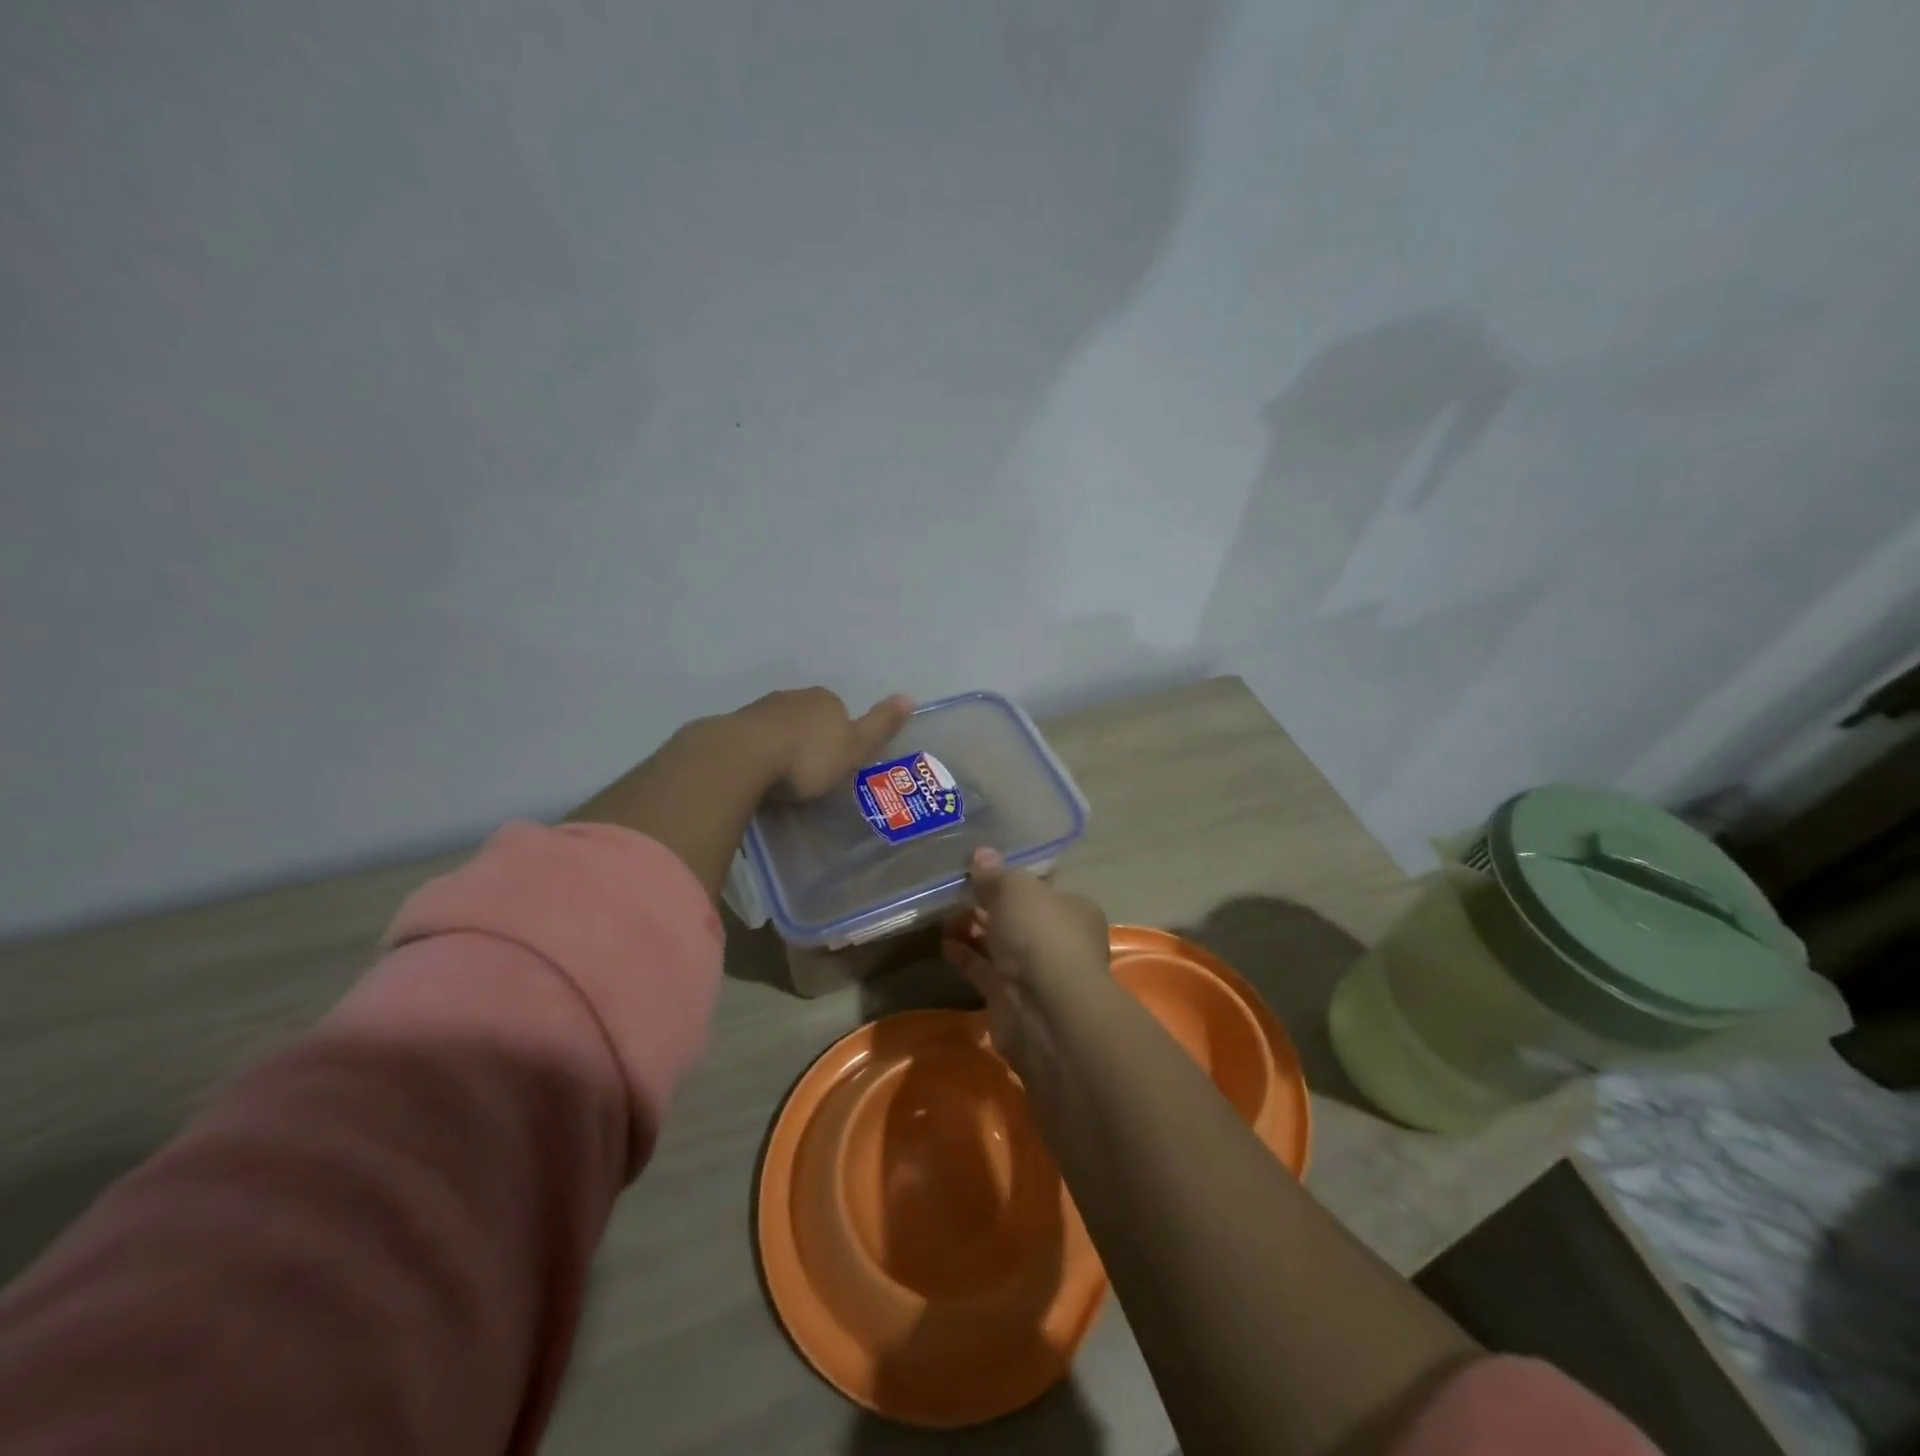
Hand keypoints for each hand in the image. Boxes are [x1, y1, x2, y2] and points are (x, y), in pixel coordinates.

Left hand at [739, 688, 912, 800]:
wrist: (743, 757)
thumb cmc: (808, 757)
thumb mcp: (855, 748)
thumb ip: (880, 725)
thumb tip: (909, 696)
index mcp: (825, 700)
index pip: (838, 711)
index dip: (840, 736)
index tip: (836, 762)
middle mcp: (793, 697)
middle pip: (807, 717)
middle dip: (809, 738)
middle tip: (809, 773)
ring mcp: (760, 710)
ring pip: (778, 726)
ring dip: (781, 744)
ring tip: (782, 777)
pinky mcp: (732, 727)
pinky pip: (752, 740)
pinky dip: (757, 753)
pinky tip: (756, 774)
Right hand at [942, 848, 1111, 1069]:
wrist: (1046, 1011)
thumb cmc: (1040, 935)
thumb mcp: (1015, 889)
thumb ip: (995, 874)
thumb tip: (981, 854)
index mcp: (1073, 909)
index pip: (1041, 887)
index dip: (1012, 877)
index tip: (980, 870)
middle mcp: (1059, 940)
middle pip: (1018, 916)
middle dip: (988, 905)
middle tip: (953, 891)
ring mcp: (1035, 972)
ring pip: (1000, 944)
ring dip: (973, 930)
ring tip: (942, 915)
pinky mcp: (1011, 999)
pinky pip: (985, 970)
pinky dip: (966, 957)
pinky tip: (944, 944)